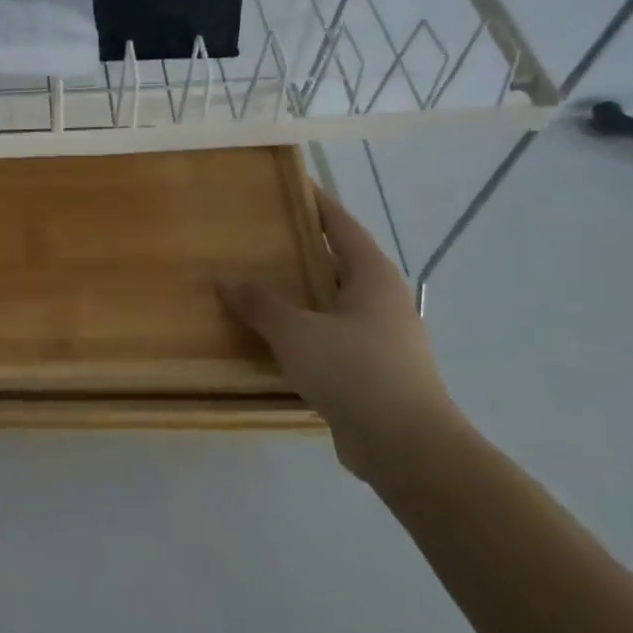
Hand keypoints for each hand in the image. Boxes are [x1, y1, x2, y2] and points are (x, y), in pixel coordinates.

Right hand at [218, 189, 468, 483]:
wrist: (407, 447)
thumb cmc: (355, 372)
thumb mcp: (297, 333)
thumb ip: (260, 304)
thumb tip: (225, 279)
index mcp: (372, 277)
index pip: (341, 225)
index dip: (316, 203)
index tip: (290, 185)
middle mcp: (381, 300)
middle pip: (337, 261)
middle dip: (301, 248)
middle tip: (259, 235)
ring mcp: (380, 337)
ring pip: (332, 302)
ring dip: (300, 292)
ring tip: (257, 282)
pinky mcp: (372, 370)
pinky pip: (331, 335)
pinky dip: (304, 328)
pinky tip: (274, 336)